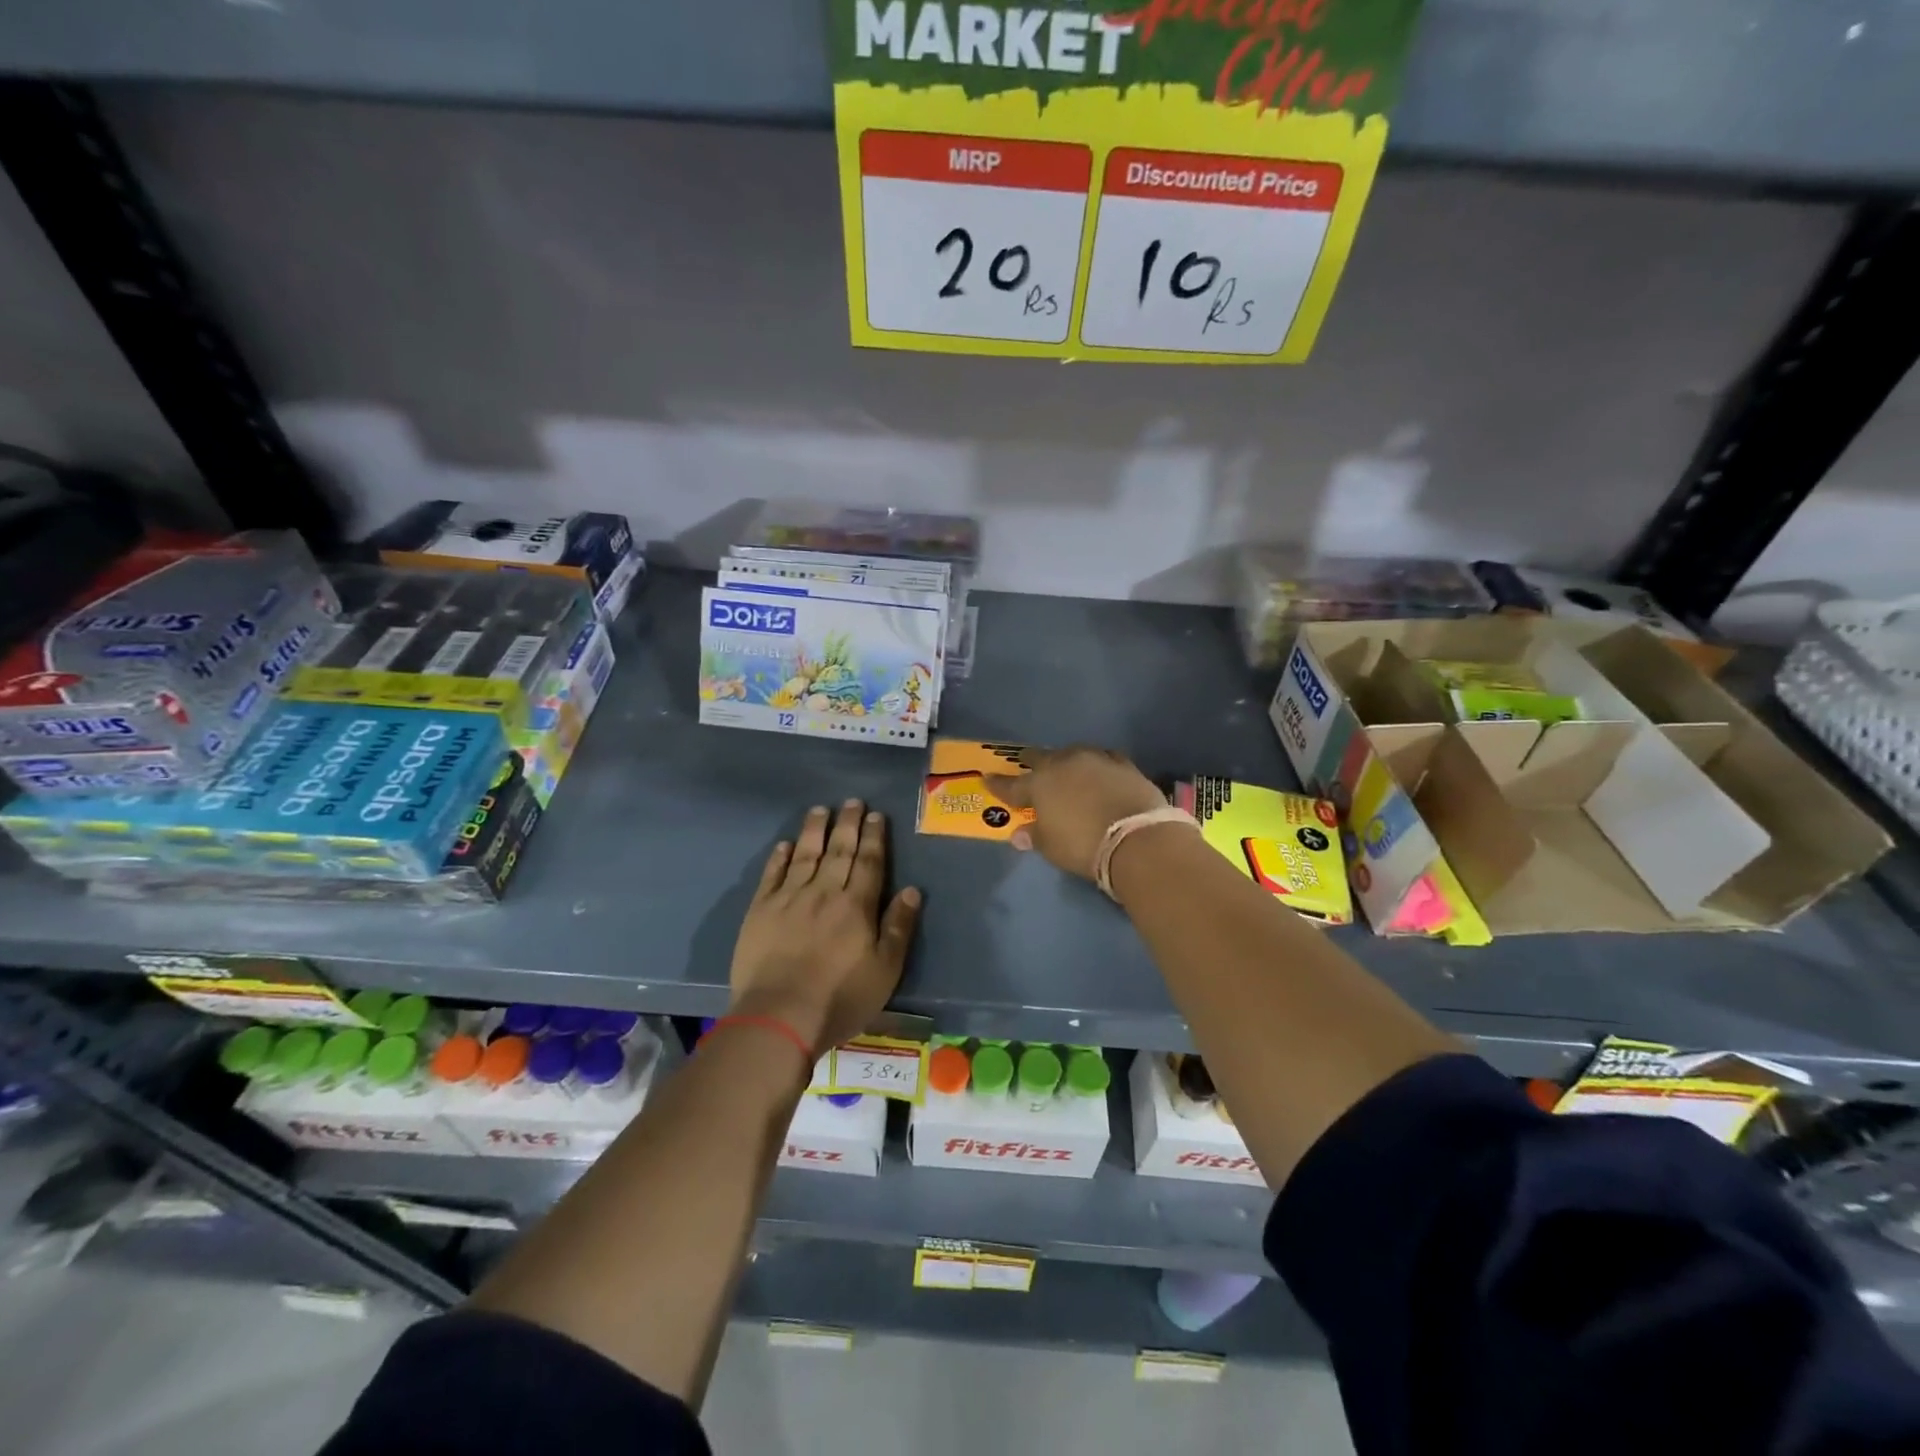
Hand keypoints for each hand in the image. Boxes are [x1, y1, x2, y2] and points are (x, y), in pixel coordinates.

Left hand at [728, 800, 921, 1056]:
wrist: (779, 1016)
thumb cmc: (839, 998)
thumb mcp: (885, 970)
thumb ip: (898, 927)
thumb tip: (912, 889)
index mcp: (856, 906)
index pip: (869, 862)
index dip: (874, 837)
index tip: (876, 815)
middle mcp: (824, 892)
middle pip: (839, 851)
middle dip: (848, 824)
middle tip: (852, 801)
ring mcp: (789, 898)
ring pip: (805, 854)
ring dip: (814, 830)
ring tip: (820, 810)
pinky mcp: (760, 911)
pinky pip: (772, 875)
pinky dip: (779, 857)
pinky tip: (785, 844)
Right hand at [983, 746, 1166, 880]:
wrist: (1136, 837)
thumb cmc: (1083, 846)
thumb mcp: (1051, 848)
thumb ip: (1034, 835)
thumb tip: (1019, 833)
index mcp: (1039, 784)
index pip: (1011, 785)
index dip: (998, 784)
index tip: (987, 778)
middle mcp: (1063, 764)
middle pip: (1040, 758)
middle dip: (1031, 763)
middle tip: (1027, 767)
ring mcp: (1094, 759)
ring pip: (1072, 753)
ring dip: (1065, 760)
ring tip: (1065, 768)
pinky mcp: (1122, 763)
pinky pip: (1103, 758)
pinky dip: (1096, 764)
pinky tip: (1098, 769)